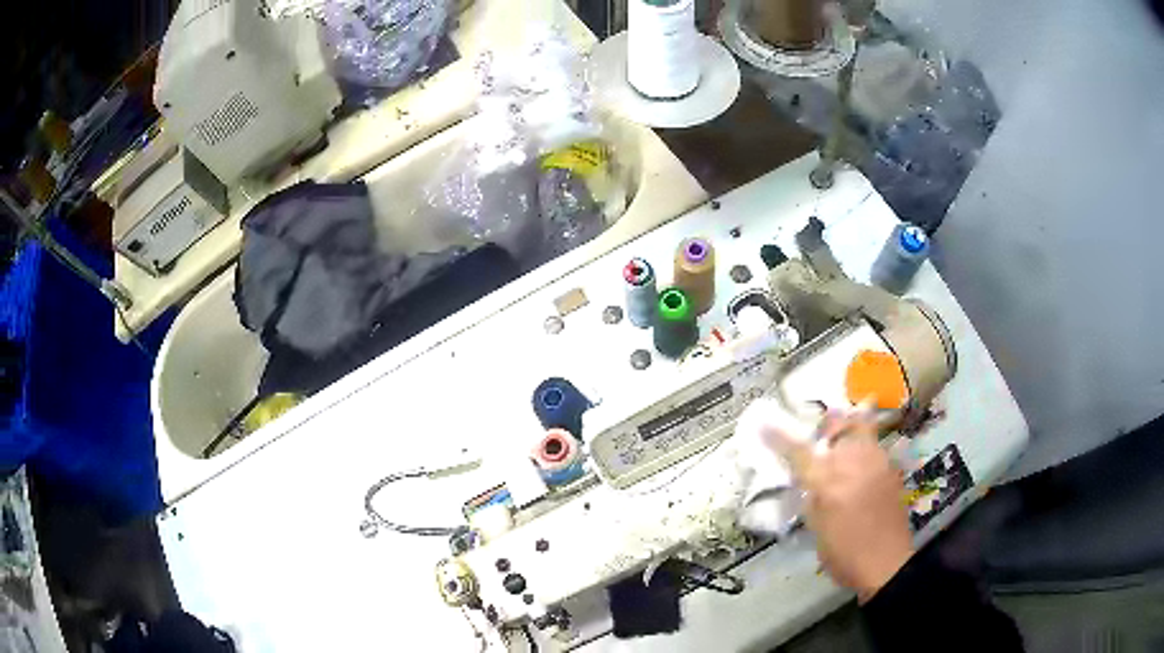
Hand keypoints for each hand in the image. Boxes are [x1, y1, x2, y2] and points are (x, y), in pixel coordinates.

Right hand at [763, 410, 913, 600]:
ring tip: (846, 433)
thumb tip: (808, 482)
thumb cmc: (844, 554)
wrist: (886, 564)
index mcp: (828, 483)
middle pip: (840, 426)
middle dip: (829, 421)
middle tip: (823, 423)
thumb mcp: (817, 530)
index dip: (780, 438)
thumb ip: (812, 499)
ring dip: (851, 426)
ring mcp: (877, 463)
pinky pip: (876, 446)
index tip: (764, 424)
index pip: (799, 452)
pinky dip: (866, 445)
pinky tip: (863, 459)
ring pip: (863, 429)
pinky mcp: (892, 470)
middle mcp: (853, 464)